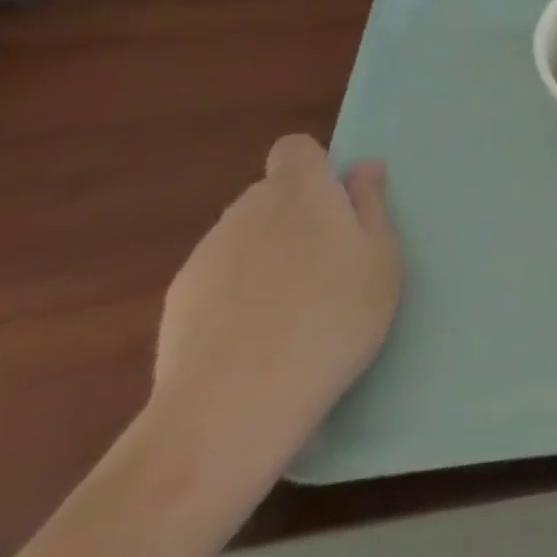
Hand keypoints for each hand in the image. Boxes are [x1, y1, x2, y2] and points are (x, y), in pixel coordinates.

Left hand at [152, 134, 401, 464]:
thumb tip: (362, 166)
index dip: (315, 169)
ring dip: (266, 258)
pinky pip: (218, 281)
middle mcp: (247, 209)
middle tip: (327, 267)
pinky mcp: (175, 303)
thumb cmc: (331, 318)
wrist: (231, 407)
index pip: (296, 149)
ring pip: (245, 239)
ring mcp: (205, 255)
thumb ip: (371, 205)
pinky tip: (253, 341)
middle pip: (271, 196)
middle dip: (296, 218)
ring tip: (291, 312)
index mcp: (300, 190)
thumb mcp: (381, 259)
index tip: (337, 208)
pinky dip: (236, 297)